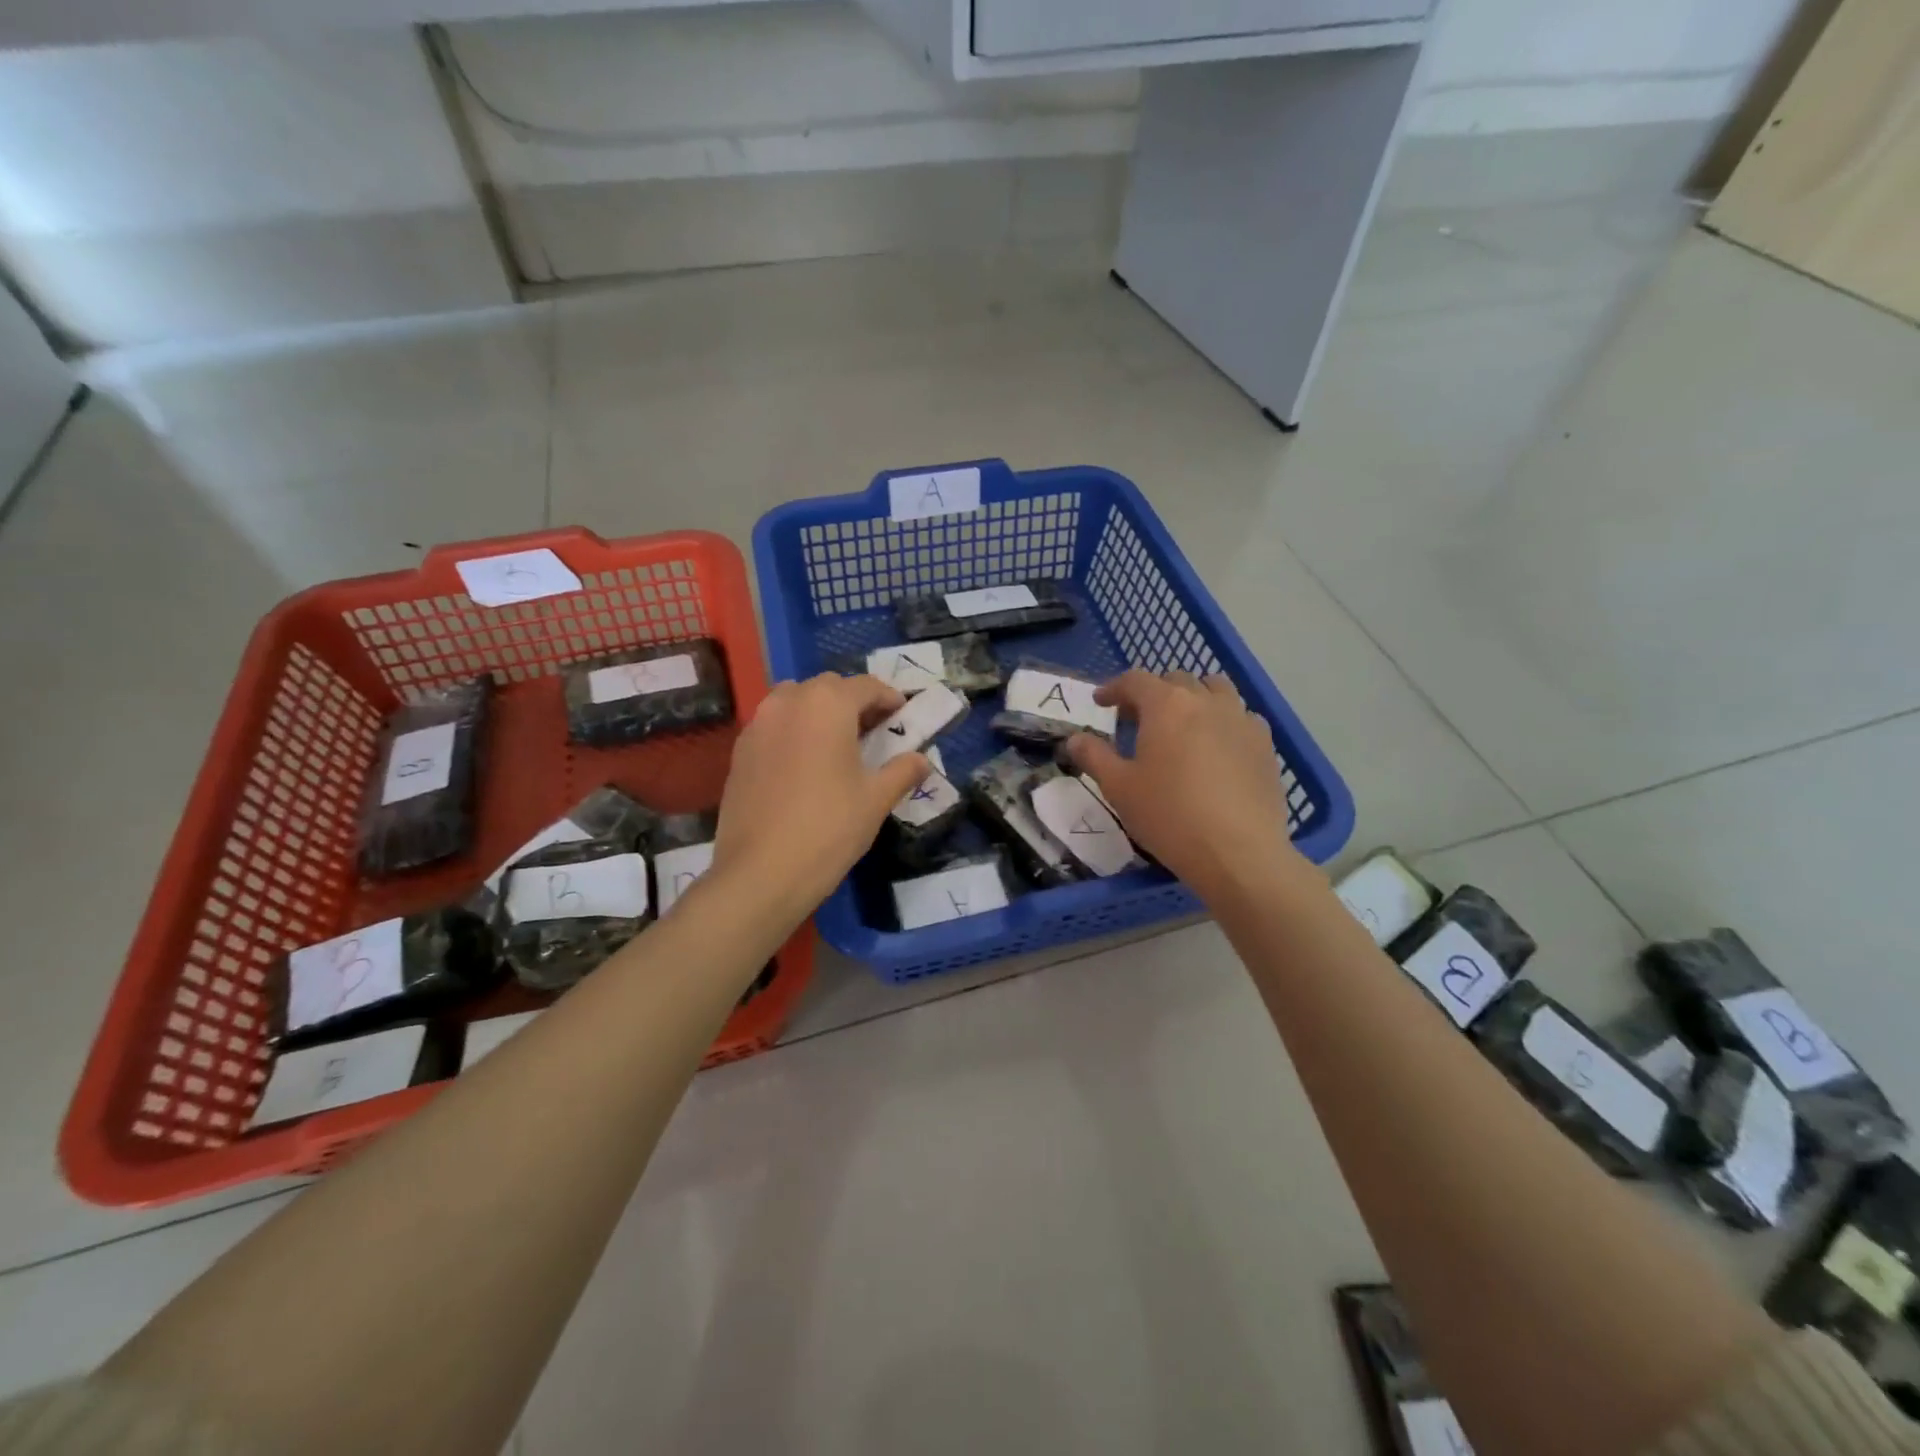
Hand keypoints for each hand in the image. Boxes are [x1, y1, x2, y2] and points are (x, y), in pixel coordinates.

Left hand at [713, 674, 928, 915]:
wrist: (761, 872)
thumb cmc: (829, 828)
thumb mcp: (876, 800)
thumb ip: (903, 771)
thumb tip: (922, 760)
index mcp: (827, 705)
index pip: (866, 686)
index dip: (889, 698)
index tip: (903, 716)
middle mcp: (788, 702)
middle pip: (828, 688)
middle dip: (854, 702)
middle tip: (874, 731)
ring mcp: (758, 725)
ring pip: (795, 702)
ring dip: (819, 712)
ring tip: (838, 744)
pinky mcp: (739, 751)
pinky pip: (774, 726)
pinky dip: (794, 731)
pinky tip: (805, 765)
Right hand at [1066, 670, 1301, 900]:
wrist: (1238, 852)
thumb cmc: (1168, 815)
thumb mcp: (1119, 788)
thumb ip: (1094, 756)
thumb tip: (1075, 738)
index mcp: (1166, 705)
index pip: (1135, 680)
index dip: (1114, 688)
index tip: (1101, 702)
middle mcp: (1206, 701)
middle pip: (1177, 680)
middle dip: (1154, 692)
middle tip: (1138, 718)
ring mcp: (1241, 720)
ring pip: (1216, 690)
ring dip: (1194, 698)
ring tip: (1183, 723)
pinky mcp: (1265, 745)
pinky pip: (1242, 717)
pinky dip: (1225, 721)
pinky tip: (1218, 747)